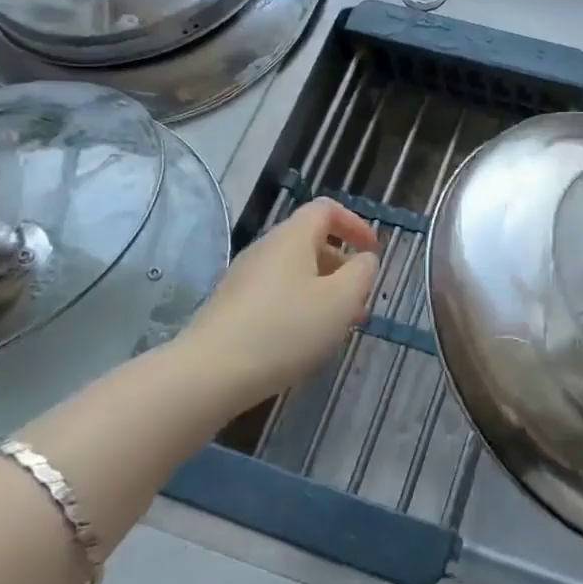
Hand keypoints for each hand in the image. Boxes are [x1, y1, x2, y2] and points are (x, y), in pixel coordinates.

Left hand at [181, 199, 378, 408]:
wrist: (209, 374)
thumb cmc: (285, 329)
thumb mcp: (341, 301)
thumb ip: (362, 273)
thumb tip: (364, 259)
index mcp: (293, 237)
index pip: (326, 209)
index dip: (355, 224)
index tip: (373, 252)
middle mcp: (265, 248)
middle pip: (310, 242)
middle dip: (341, 266)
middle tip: (360, 299)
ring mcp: (243, 278)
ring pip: (294, 272)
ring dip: (322, 291)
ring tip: (337, 327)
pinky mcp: (230, 307)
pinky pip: (275, 294)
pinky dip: (299, 307)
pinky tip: (303, 341)